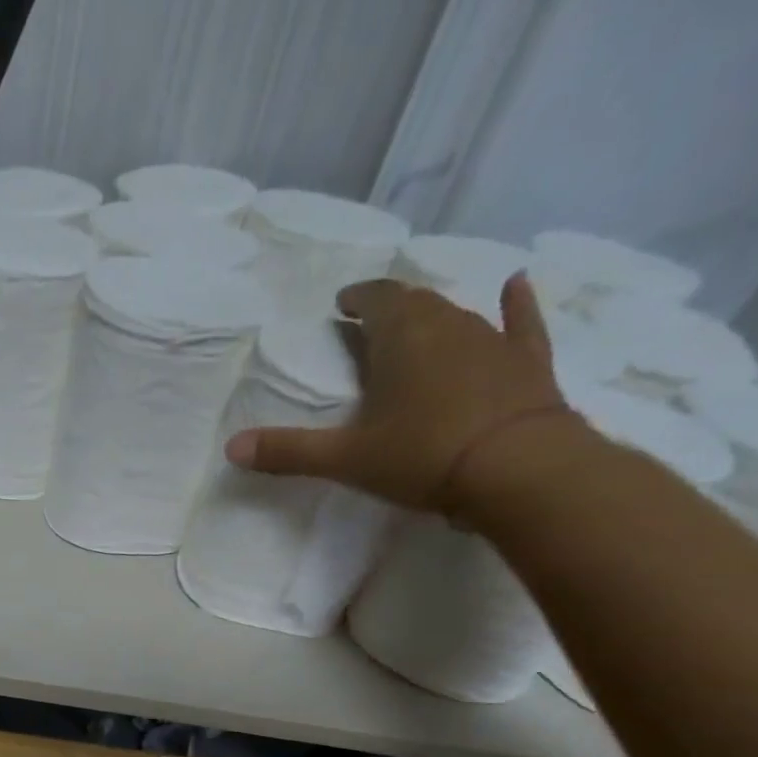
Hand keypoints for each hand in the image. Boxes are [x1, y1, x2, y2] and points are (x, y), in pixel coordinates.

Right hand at [225, 273, 577, 513]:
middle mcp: (449, 326)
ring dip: (434, 317)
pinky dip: (518, 305)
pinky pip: (522, 324)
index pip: (377, 300)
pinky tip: (517, 285)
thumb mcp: (345, 460)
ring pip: (459, 315)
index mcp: (402, 339)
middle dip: (391, 308)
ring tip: (418, 325)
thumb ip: (288, 451)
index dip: (358, 299)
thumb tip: (231, 448)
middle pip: (416, 304)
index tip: (343, 304)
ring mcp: (494, 342)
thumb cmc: (422, 457)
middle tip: (371, 321)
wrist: (518, 471)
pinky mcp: (527, 364)